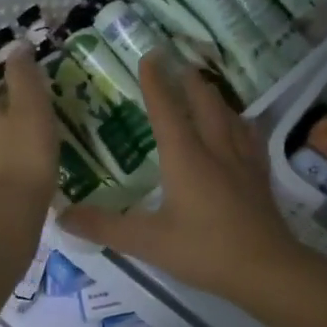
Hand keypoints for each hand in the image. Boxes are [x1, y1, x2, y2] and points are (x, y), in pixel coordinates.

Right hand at [61, 55, 304, 300]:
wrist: (265, 269)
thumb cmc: (203, 251)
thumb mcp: (146, 242)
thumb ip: (103, 227)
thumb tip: (61, 215)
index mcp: (185, 157)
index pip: (166, 110)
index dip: (155, 82)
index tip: (149, 56)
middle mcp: (215, 150)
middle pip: (203, 104)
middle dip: (188, 81)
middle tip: (178, 63)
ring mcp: (242, 162)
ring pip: (229, 116)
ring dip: (214, 97)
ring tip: (205, 87)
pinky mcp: (259, 177)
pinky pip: (250, 138)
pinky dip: (240, 123)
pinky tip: (242, 126)